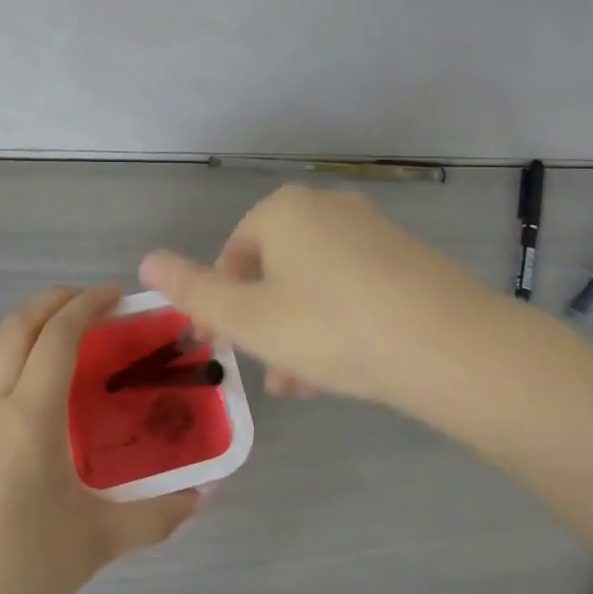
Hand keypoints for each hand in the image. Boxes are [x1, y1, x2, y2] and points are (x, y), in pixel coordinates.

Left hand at [0, 286, 198, 593]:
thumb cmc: (19, 572)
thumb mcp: (97, 543)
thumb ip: (156, 516)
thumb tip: (202, 497)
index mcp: (27, 417)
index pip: (56, 336)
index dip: (87, 305)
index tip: (118, 296)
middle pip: (16, 326)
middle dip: (54, 300)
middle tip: (94, 303)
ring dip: (29, 329)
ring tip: (68, 344)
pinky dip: (13, 363)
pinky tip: (37, 401)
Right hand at [138, 185, 499, 411]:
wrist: (445, 343)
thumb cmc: (330, 326)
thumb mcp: (249, 318)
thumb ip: (194, 290)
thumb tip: (147, 260)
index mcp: (284, 210)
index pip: (233, 253)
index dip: (219, 303)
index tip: (220, 347)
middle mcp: (327, 208)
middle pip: (276, 269)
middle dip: (262, 322)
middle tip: (262, 369)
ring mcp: (372, 231)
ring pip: (315, 284)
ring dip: (297, 331)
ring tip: (298, 385)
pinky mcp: (406, 259)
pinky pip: (353, 288)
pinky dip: (336, 322)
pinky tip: (340, 370)